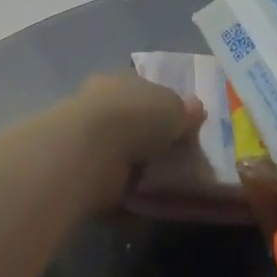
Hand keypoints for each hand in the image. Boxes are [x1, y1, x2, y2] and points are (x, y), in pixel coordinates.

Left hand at [68, 73, 205, 211]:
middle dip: (146, 134)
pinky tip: (141, 198)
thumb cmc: (135, 116)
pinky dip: (122, 187)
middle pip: (129, 118)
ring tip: (159, 180)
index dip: (161, 105)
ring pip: (117, 148)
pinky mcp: (80, 168)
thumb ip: (185, 110)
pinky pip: (109, 178)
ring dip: (134, 162)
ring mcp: (87, 136)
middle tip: (171, 155)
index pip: (143, 88)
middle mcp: (100, 103)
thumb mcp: (173, 108)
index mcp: (120, 79)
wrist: (90, 151)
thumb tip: (196, 108)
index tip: (178, 126)